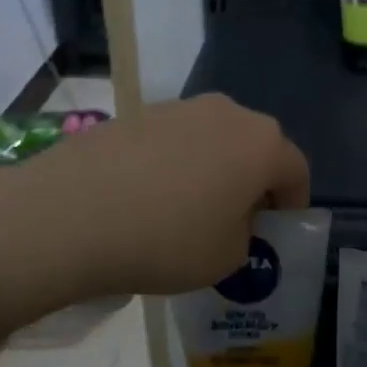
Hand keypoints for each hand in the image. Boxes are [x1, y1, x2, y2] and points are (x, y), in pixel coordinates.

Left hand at [0, 94, 308, 303]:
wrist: (69, 213)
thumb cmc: (167, 239)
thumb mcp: (227, 258)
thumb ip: (246, 236)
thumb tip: (232, 219)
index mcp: (263, 144)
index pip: (297, 171)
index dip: (292, 205)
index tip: (276, 234)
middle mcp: (228, 113)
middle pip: (256, 148)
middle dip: (253, 183)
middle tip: (236, 222)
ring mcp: (179, 108)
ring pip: (214, 141)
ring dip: (213, 170)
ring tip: (188, 211)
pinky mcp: (137, 113)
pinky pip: (174, 141)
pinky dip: (175, 165)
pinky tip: (148, 199)